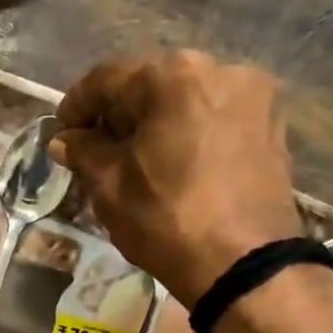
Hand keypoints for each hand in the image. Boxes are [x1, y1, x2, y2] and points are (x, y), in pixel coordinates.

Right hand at [51, 51, 302, 306]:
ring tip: (135, 160)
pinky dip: (189, 134)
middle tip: (95, 148)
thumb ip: (84, 153)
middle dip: (119, 114)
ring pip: (187, 101)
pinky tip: (174, 165)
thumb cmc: (167, 220)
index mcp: (173, 76)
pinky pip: (215, 119)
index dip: (76, 105)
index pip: (108, 79)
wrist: (244, 264)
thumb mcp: (110, 187)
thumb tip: (65, 140)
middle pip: (152, 85)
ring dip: (155, 123)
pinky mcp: (272, 126)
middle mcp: (219, 69)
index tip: (60, 132)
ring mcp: (253, 96)